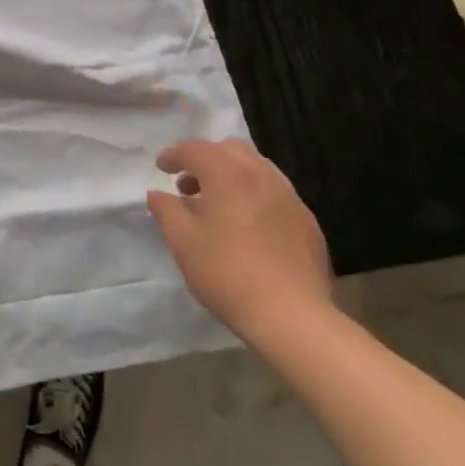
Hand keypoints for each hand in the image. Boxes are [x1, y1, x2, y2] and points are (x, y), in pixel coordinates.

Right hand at [147, 138, 334, 348]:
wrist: (291, 316)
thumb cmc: (227, 273)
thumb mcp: (183, 242)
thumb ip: (166, 210)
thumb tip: (158, 194)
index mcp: (228, 174)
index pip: (196, 149)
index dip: (174, 155)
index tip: (161, 167)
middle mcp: (261, 175)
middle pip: (230, 150)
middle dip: (206, 159)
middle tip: (189, 184)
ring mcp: (289, 197)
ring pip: (256, 168)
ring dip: (231, 175)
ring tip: (217, 204)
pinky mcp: (306, 220)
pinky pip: (274, 192)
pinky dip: (254, 194)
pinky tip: (248, 226)